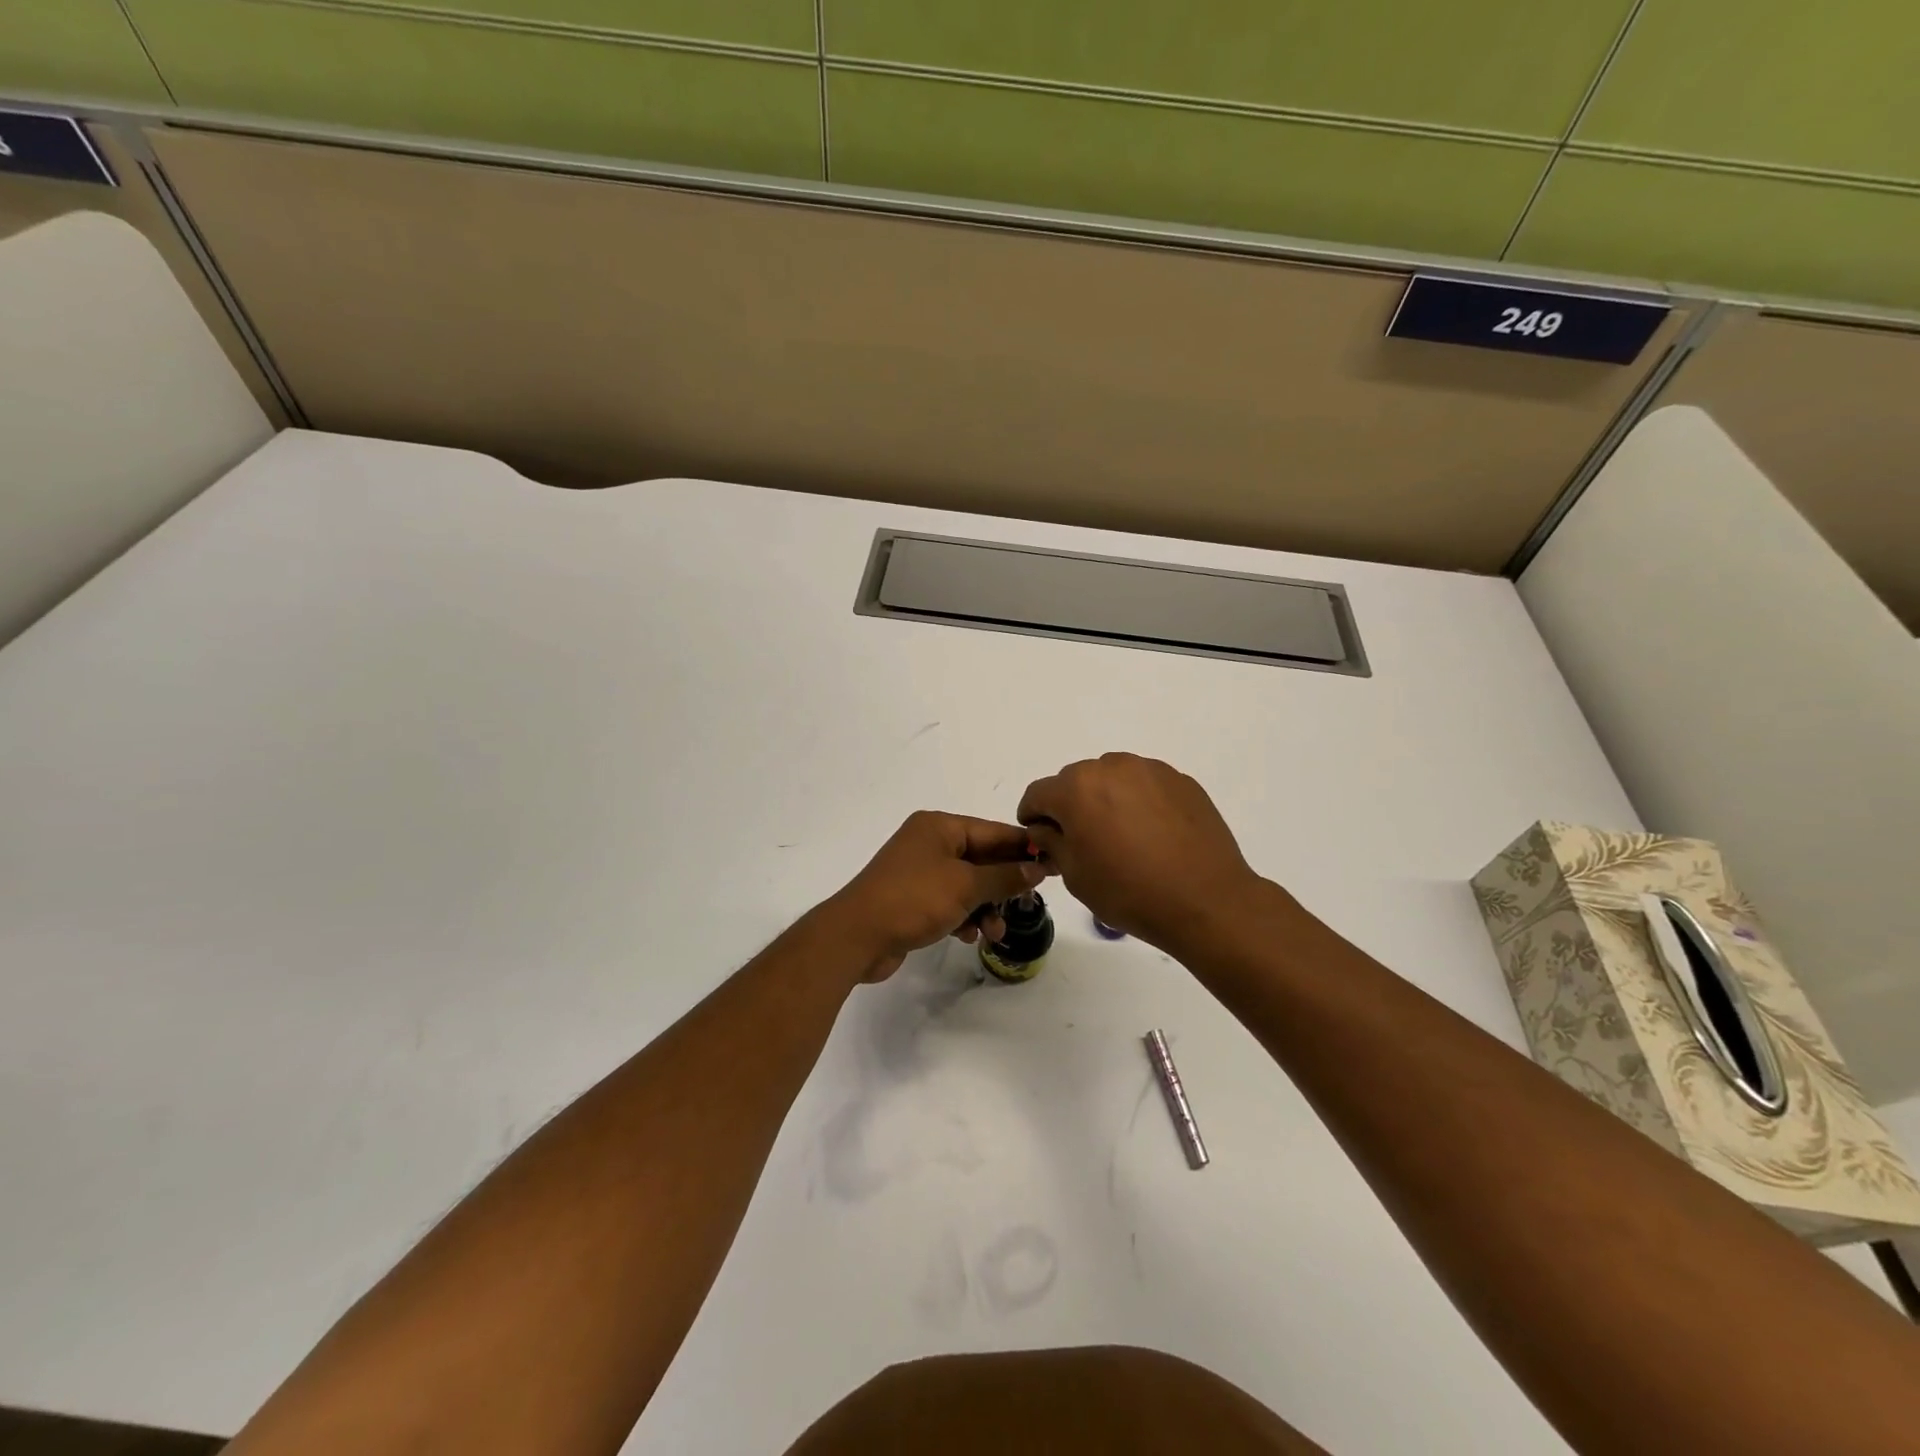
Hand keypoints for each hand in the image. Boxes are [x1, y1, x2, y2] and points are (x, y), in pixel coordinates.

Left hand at [825, 812, 1049, 981]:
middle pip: (981, 858)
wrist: (856, 936)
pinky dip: (963, 916)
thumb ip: (1004, 876)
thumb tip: (1036, 867)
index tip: (1053, 862)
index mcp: (939, 827)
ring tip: (995, 932)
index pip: (993, 831)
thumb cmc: (913, 899)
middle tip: (1029, 902)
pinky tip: (970, 936)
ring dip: (985, 906)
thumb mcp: (965, 886)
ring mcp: (919, 871)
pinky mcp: (912, 899)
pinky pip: (949, 901)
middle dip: (1004, 884)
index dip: (1023, 847)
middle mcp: (929, 843)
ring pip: (967, 884)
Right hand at [1017, 753, 1266, 952]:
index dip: (1032, 817)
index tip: (1039, 838)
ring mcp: (1149, 770)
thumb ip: (1051, 842)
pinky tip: (1151, 835)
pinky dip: (1138, 802)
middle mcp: (1110, 767)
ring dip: (1105, 800)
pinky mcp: (1180, 780)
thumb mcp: (1075, 875)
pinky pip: (1145, 786)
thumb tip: (1046, 829)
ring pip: (1112, 779)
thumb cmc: (1129, 892)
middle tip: (1082, 841)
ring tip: (1121, 837)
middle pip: (1075, 781)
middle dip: (1070, 806)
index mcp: (1076, 788)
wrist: (1206, 900)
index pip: (1038, 794)